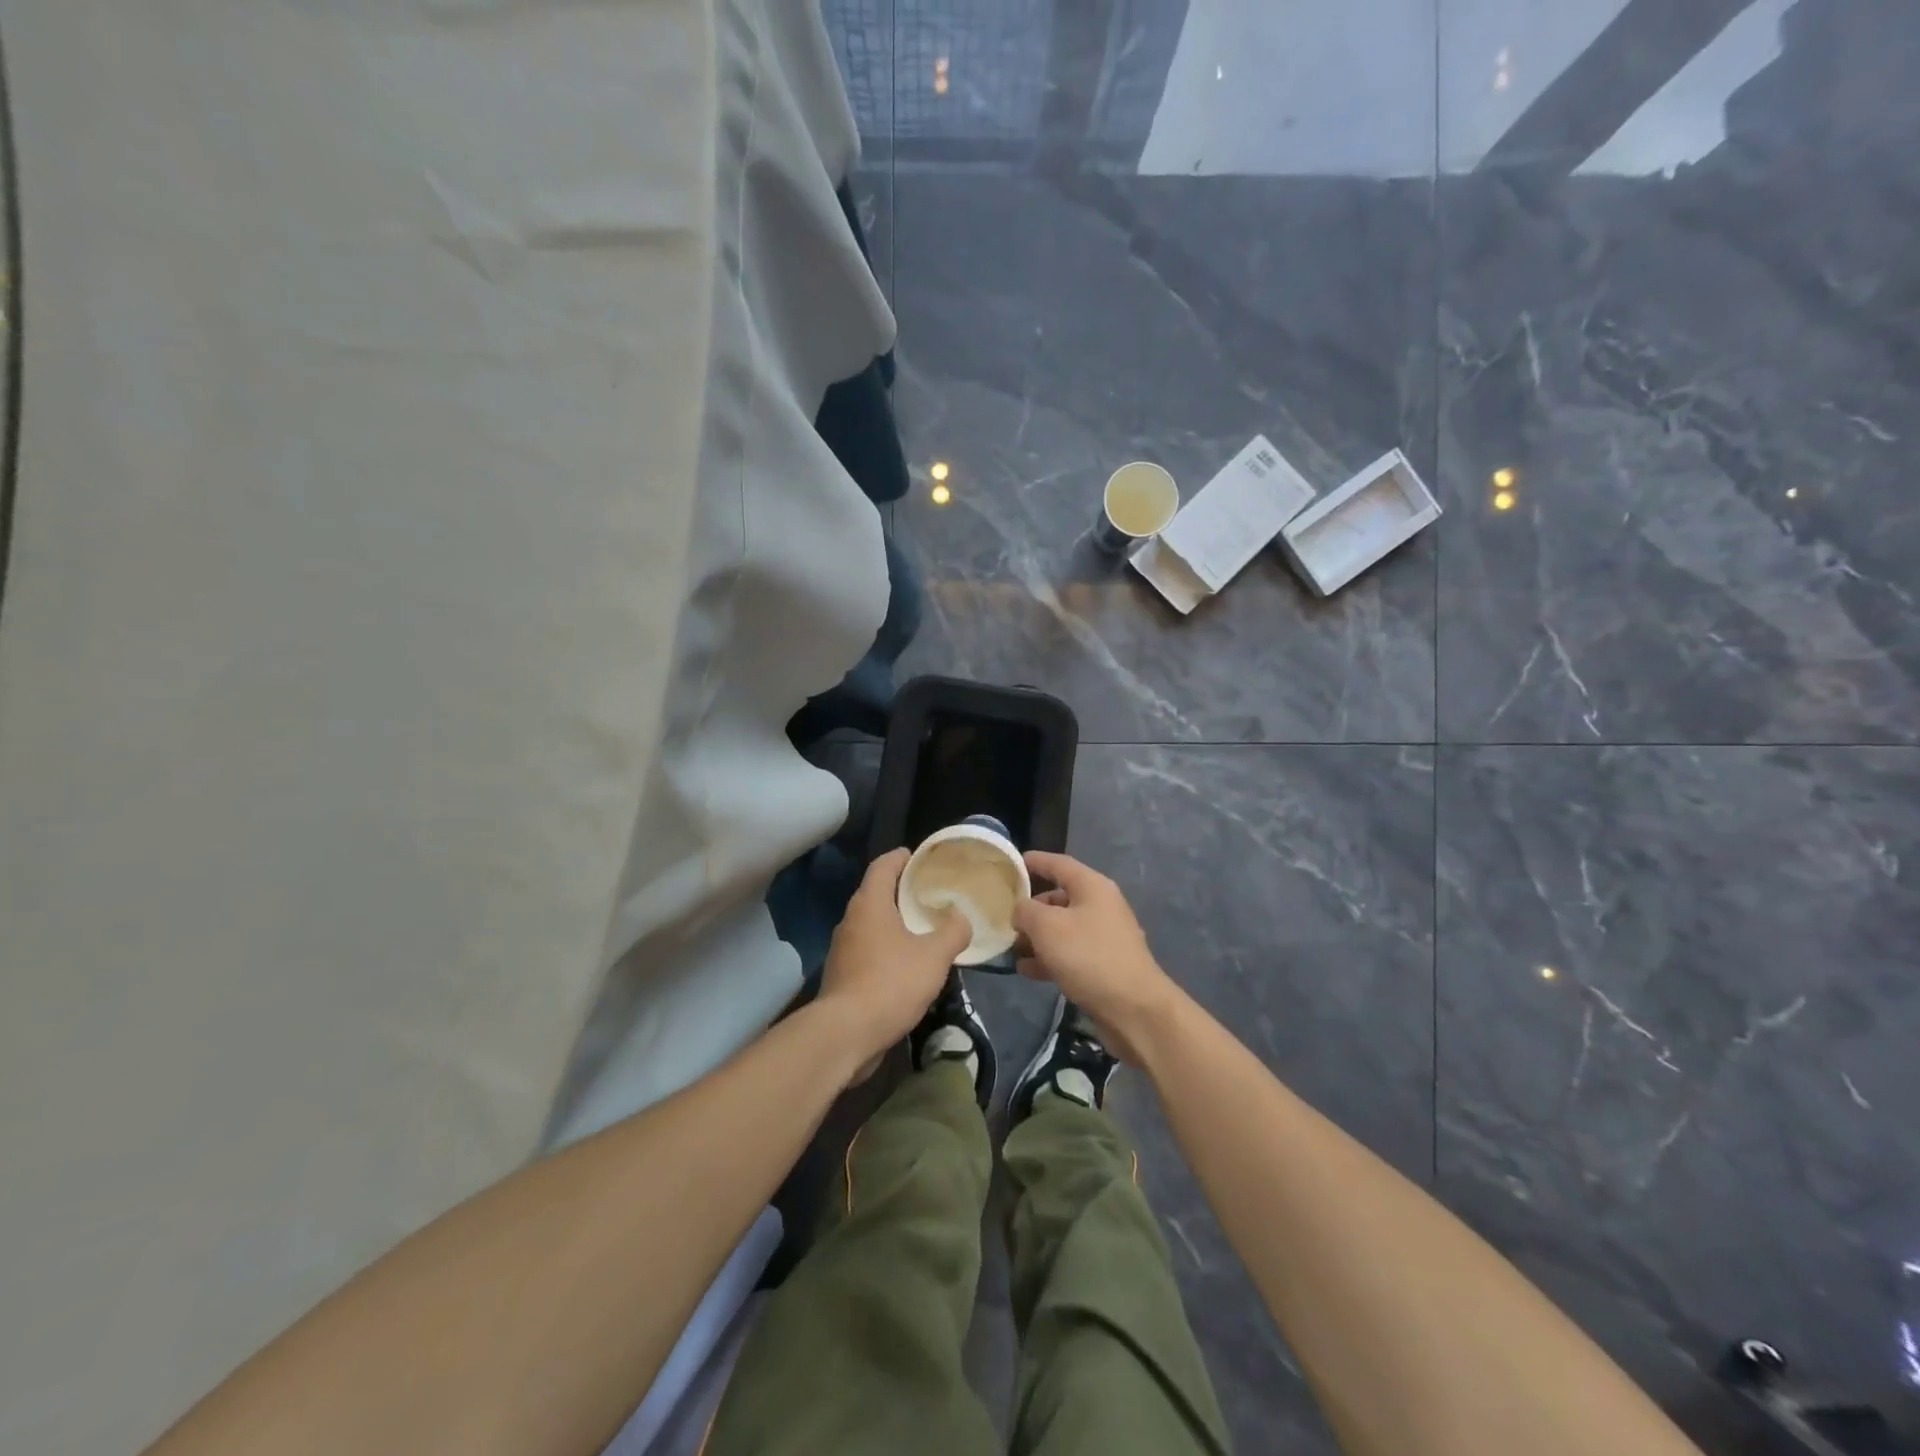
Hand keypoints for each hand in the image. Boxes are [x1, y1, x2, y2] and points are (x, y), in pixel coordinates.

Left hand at [816, 848, 970, 1082]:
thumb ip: (953, 931)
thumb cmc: (890, 982)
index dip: (900, 857)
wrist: (846, 1034)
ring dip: (894, 923)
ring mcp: (843, 949)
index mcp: (869, 904)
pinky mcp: (842, 976)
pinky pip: (868, 951)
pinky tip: (907, 964)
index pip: (882, 866)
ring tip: (924, 928)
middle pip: (875, 894)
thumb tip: (961, 917)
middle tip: (930, 893)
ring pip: (872, 925)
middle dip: (901, 891)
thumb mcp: (934, 956)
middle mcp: (851, 920)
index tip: (918, 856)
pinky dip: (887, 949)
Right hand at [1012, 851, 1180, 1064]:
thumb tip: (1020, 910)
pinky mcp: (1102, 966)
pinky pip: (1069, 954)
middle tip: (1004, 916)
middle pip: (1059, 898)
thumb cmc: (1088, 956)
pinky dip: (1048, 958)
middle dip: (1030, 907)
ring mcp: (1103, 937)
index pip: (1058, 864)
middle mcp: (1100, 906)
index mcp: (1092, 887)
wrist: (1134, 1009)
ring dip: (1036, 937)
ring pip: (1062, 929)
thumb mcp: (1047, 927)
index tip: (1011, 863)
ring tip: (1010, 948)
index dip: (1034, 861)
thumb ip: (1025, 910)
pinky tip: (1027, 970)